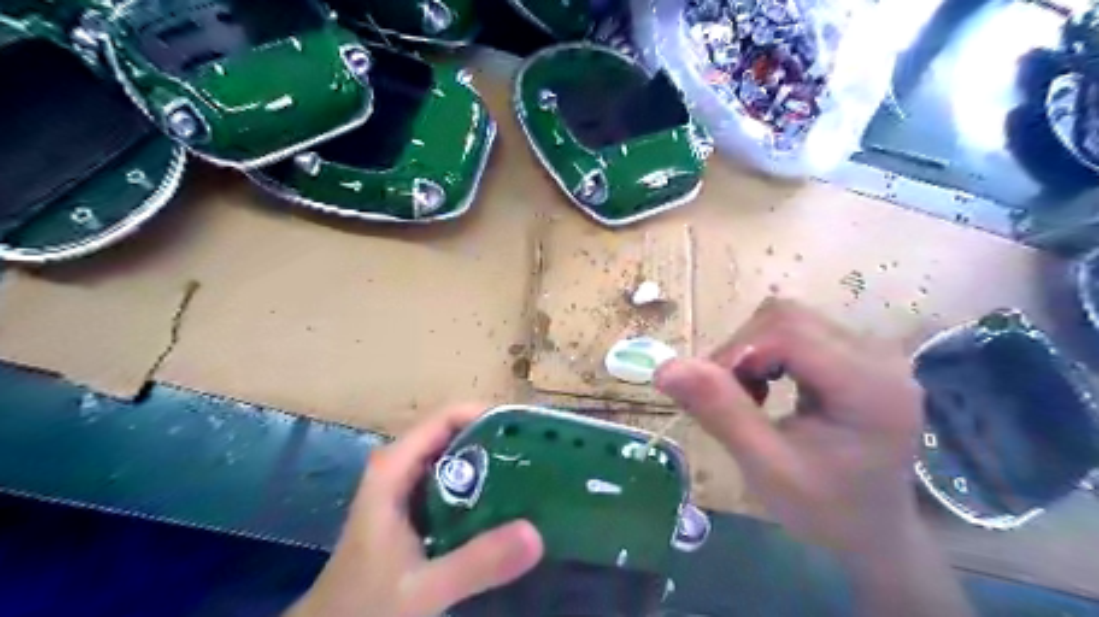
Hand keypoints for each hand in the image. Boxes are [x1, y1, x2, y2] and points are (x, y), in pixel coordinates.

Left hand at [288, 405, 545, 616]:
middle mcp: (400, 469)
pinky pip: (454, 485)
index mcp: (394, 469)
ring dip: (492, 463)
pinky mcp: (415, 512)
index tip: (527, 429)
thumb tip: (536, 534)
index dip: (487, 415)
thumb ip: (475, 563)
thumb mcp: (422, 589)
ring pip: (455, 460)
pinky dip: (481, 488)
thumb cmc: (364, 606)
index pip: (446, 419)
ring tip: (533, 473)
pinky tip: (509, 505)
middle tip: (540, 453)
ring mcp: (407, 490)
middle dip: (496, 440)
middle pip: (454, 435)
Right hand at [656, 299, 921, 553]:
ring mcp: (870, 349)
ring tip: (748, 397)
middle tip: (728, 399)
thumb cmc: (826, 509)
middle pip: (785, 317)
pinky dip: (764, 352)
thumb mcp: (766, 468)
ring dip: (750, 351)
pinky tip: (766, 387)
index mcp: (868, 385)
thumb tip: (665, 368)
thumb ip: (719, 411)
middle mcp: (877, 354)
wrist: (875, 529)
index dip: (738, 352)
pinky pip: (795, 330)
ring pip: (786, 318)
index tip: (712, 394)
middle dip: (741, 351)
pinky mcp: (855, 352)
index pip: (787, 331)